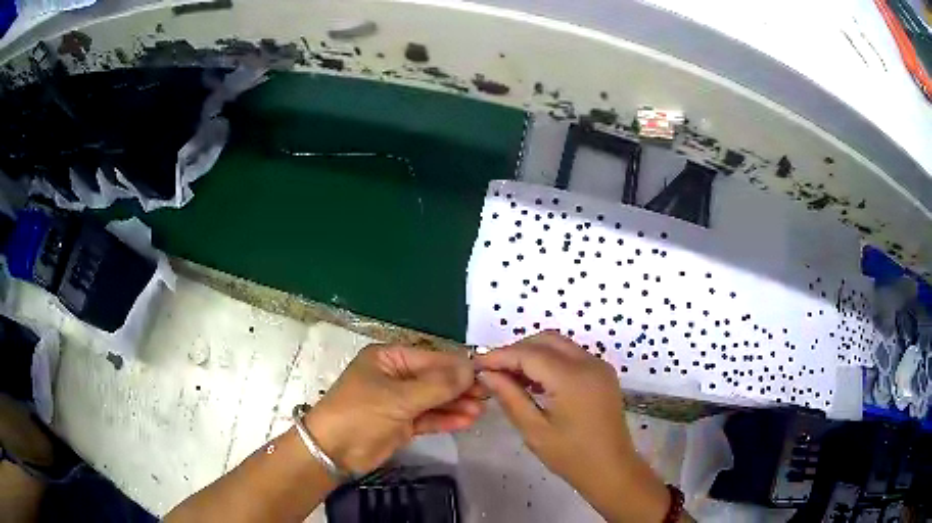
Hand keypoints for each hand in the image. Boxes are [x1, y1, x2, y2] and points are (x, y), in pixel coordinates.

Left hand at [304, 344, 483, 474]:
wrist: (333, 451)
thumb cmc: (360, 414)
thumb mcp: (398, 398)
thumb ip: (436, 385)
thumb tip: (470, 370)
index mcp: (388, 358)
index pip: (430, 358)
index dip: (457, 367)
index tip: (485, 374)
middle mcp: (395, 376)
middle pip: (434, 378)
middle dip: (459, 387)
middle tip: (488, 394)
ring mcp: (398, 401)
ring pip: (434, 399)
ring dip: (456, 404)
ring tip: (482, 409)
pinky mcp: (402, 423)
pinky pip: (428, 417)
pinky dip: (446, 419)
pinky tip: (467, 420)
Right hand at [475, 331, 671, 522]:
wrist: (612, 469)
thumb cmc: (571, 456)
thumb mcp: (534, 430)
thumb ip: (510, 397)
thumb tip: (486, 374)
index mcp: (572, 378)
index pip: (529, 353)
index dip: (500, 356)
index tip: (475, 364)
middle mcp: (589, 363)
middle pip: (545, 340)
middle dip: (516, 350)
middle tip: (492, 371)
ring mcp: (599, 366)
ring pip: (559, 344)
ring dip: (532, 353)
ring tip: (509, 376)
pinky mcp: (602, 373)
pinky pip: (571, 355)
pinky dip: (550, 360)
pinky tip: (534, 381)